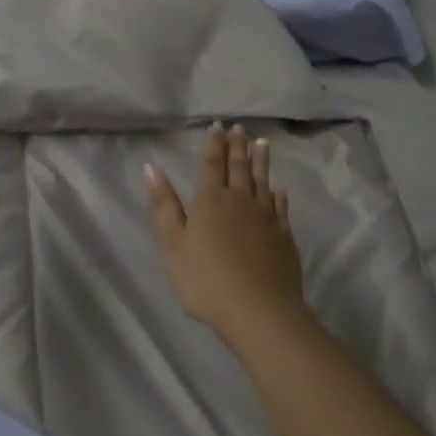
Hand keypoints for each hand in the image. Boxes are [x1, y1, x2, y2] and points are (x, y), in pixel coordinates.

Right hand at [146, 124, 308, 340]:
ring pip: (263, 181)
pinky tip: (279, 189)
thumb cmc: (205, 278)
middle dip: (237, 146)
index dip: (214, 144)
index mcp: (210, 200)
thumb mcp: (173, 243)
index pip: (212, 164)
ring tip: (261, 144)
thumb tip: (151, 168)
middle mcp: (240, 200)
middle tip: (240, 128)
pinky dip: (278, 194)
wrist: (258, 309)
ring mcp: (266, 218)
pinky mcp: (284, 236)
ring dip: (260, 161)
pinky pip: (281, 207)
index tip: (219, 125)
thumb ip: (164, 205)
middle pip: (239, 167)